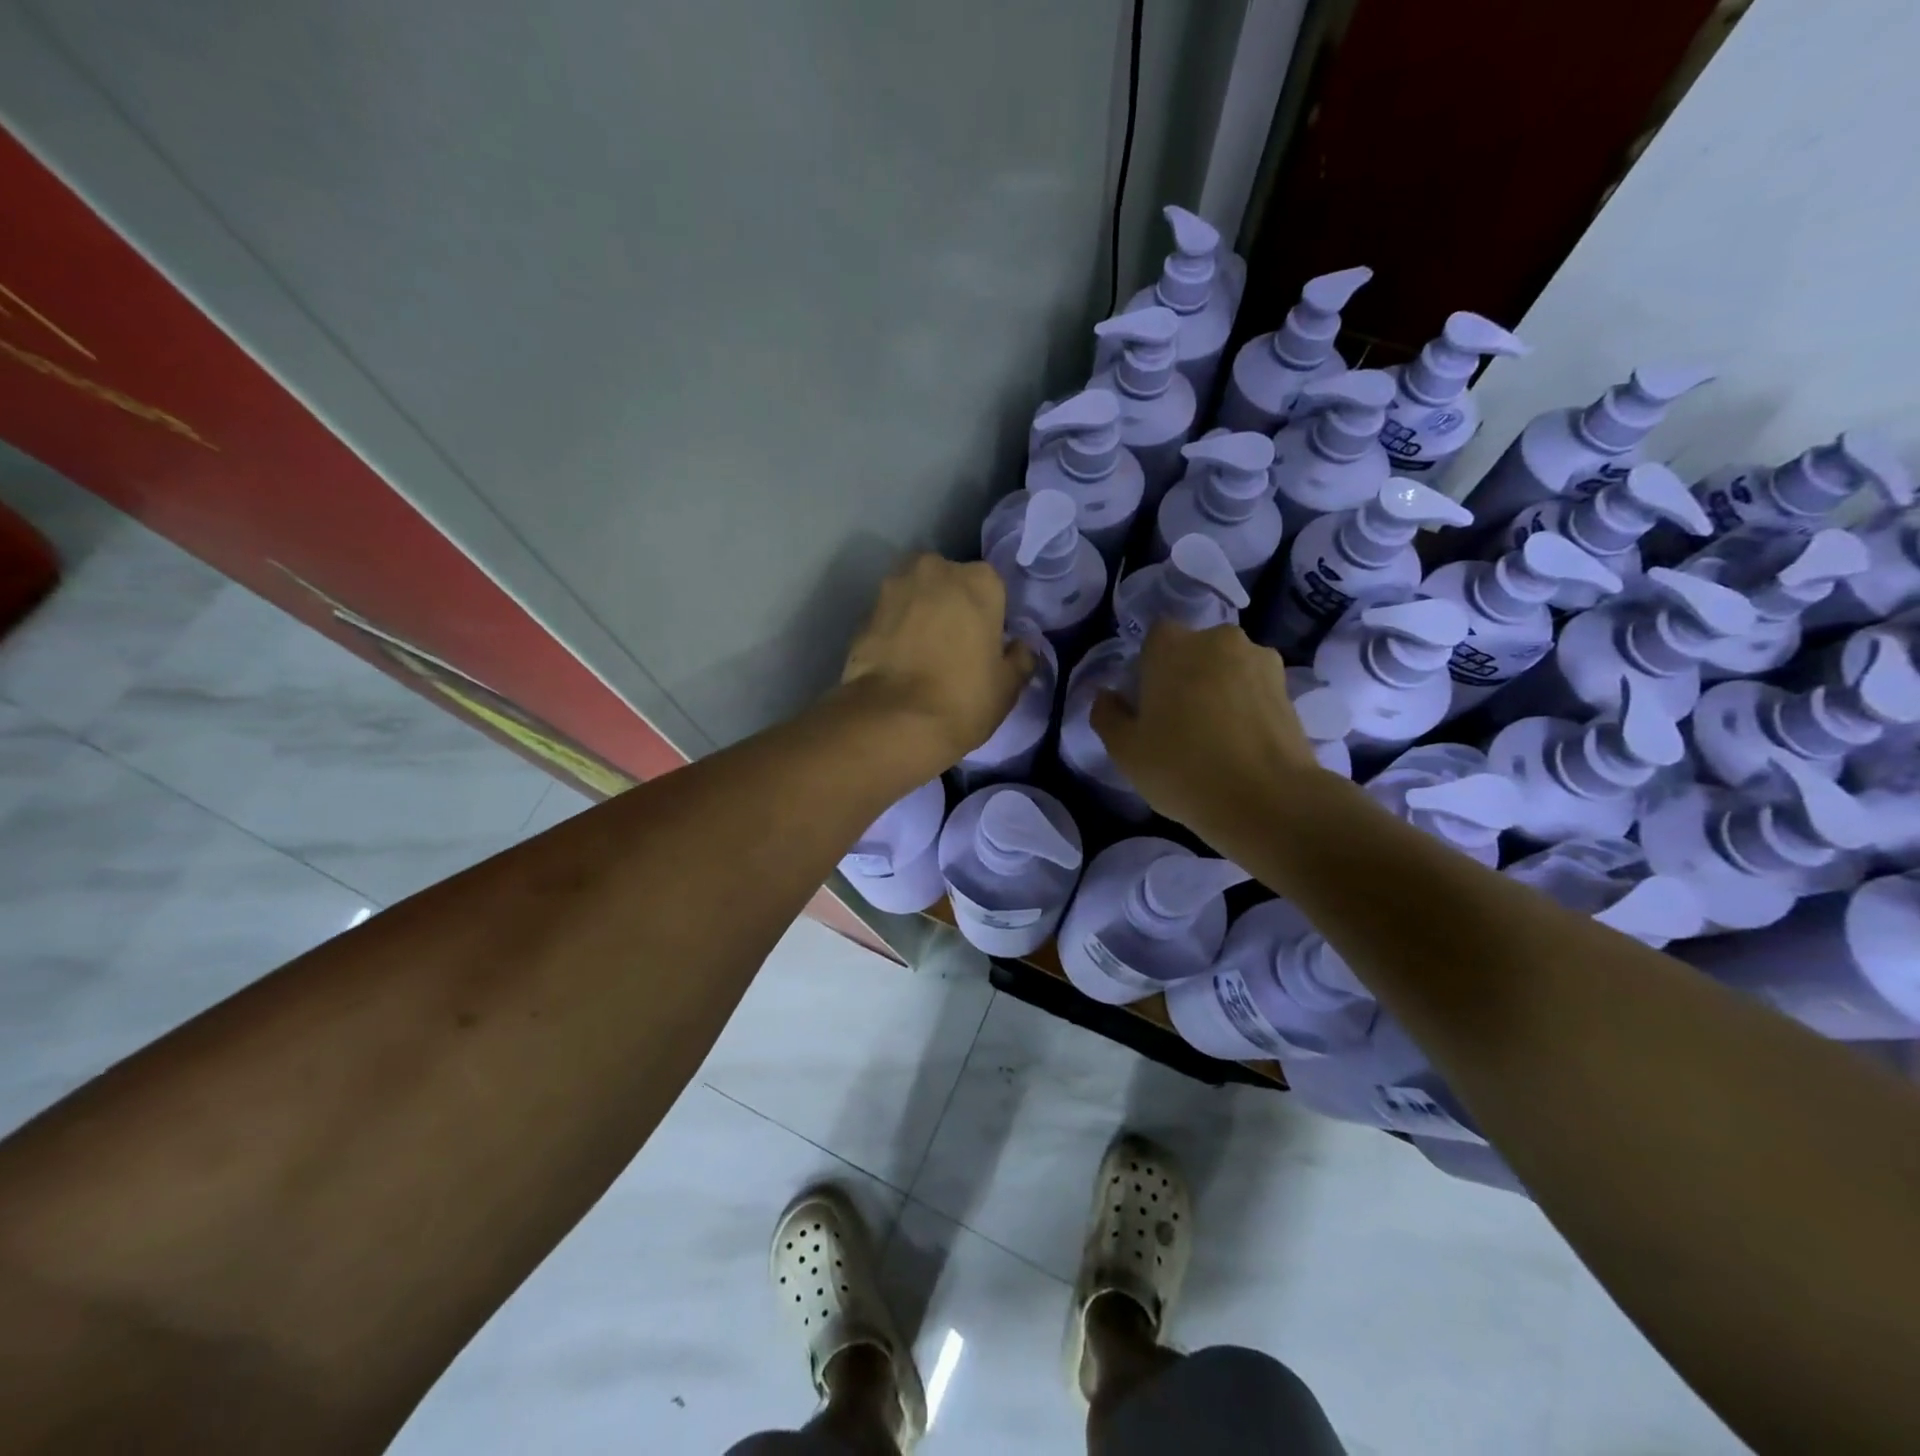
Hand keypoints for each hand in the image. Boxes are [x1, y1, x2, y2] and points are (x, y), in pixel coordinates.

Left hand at [841, 554, 1035, 773]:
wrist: (893, 721)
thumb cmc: (963, 699)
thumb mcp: (1008, 686)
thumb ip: (1019, 658)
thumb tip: (1020, 648)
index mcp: (979, 580)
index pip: (991, 588)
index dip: (989, 616)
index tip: (985, 644)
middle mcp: (935, 570)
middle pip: (949, 583)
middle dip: (950, 606)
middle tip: (953, 646)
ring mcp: (893, 587)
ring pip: (915, 596)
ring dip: (920, 615)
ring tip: (922, 655)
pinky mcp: (863, 614)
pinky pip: (889, 618)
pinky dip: (894, 632)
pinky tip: (898, 663)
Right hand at [1091, 622, 1320, 829]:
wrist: (1267, 800)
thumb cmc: (1182, 769)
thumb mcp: (1125, 751)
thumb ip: (1108, 715)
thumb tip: (1108, 696)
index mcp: (1173, 646)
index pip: (1155, 638)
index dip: (1150, 667)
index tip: (1148, 702)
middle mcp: (1218, 640)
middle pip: (1194, 651)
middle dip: (1186, 675)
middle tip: (1179, 721)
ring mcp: (1260, 661)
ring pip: (1227, 668)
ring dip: (1219, 689)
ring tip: (1215, 734)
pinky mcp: (1288, 688)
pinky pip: (1253, 689)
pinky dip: (1245, 706)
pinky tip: (1241, 742)